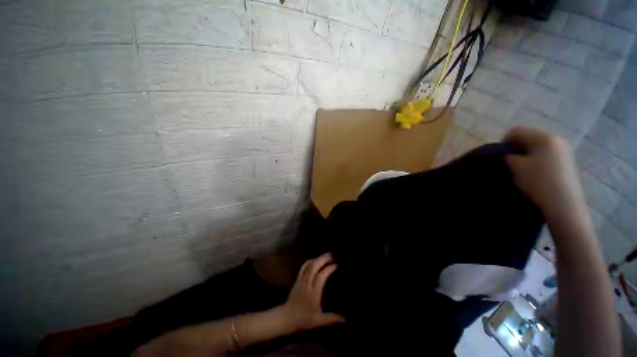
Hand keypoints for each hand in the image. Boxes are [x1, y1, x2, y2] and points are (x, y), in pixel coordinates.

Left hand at [279, 253, 344, 331]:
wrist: (285, 318)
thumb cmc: (303, 320)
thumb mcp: (319, 321)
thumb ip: (332, 318)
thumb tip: (345, 319)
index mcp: (313, 292)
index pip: (321, 276)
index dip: (329, 268)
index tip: (337, 265)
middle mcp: (307, 283)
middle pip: (314, 266)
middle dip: (323, 259)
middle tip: (332, 255)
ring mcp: (301, 280)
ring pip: (308, 264)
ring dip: (317, 258)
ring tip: (325, 256)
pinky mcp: (297, 279)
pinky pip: (304, 266)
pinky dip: (310, 261)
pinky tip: (315, 260)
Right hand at [502, 126, 587, 221]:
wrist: (563, 205)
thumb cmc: (538, 181)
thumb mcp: (515, 167)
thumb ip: (506, 155)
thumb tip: (503, 153)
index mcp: (544, 137)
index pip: (516, 131)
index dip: (502, 141)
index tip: (498, 155)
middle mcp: (556, 139)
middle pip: (528, 137)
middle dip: (515, 148)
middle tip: (507, 162)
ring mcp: (564, 151)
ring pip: (536, 147)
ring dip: (524, 155)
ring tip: (519, 169)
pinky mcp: (566, 162)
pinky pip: (545, 154)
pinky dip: (535, 160)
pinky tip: (532, 173)